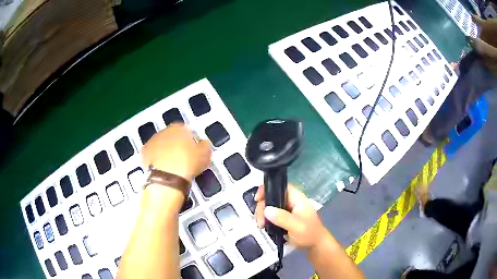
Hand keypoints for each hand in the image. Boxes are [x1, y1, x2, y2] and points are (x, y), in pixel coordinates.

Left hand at [141, 123, 211, 181]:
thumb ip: (205, 145)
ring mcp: (152, 140)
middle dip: (176, 144)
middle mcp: (164, 130)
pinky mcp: (144, 152)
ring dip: (165, 150)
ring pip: (161, 143)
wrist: (167, 177)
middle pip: (172, 136)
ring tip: (171, 164)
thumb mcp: (205, 155)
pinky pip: (152, 153)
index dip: (190, 140)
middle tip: (182, 157)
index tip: (193, 150)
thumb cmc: (188, 163)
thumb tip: (203, 142)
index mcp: (180, 128)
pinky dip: (156, 157)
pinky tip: (161, 167)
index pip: (186, 130)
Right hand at [254, 184, 328, 250]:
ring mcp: (286, 210)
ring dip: (262, 214)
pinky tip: (263, 226)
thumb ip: (282, 218)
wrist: (314, 245)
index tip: (257, 199)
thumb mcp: (296, 226)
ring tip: (261, 226)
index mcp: (297, 198)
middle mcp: (291, 201)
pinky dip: (265, 219)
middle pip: (272, 197)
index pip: (281, 187)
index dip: (268, 189)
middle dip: (262, 207)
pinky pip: (270, 215)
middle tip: (260, 221)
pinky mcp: (283, 218)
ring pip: (269, 206)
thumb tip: (266, 210)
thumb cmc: (309, 234)